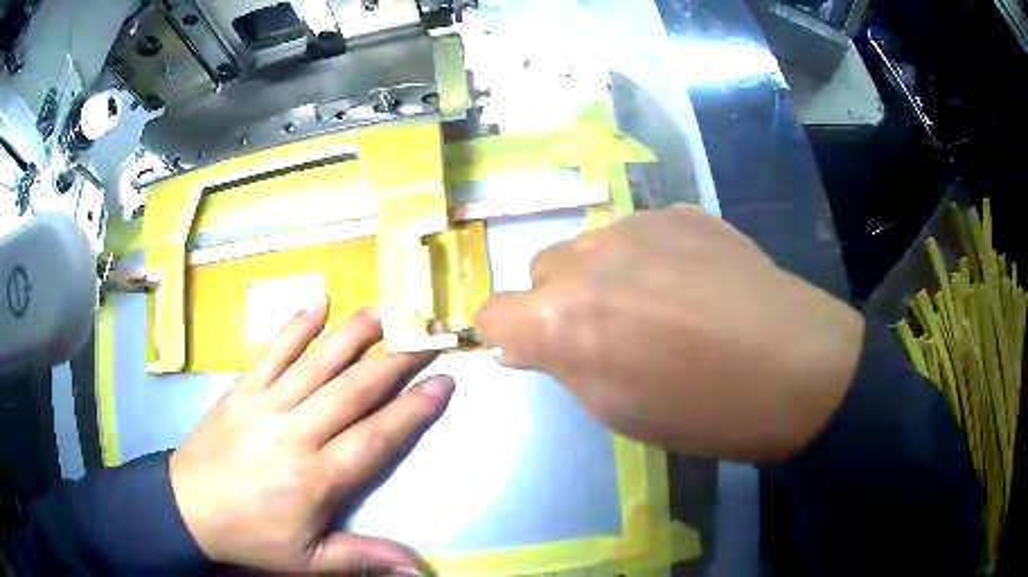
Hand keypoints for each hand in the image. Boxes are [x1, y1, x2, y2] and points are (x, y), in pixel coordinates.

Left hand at [169, 303, 452, 573]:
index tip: (443, 383)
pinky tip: (319, 302)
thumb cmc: (253, 536)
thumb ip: (364, 559)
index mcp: (315, 478)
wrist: (187, 506)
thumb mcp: (309, 561)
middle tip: (427, 337)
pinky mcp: (241, 388)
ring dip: (354, 334)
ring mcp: (265, 403)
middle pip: (352, 390)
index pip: (375, 437)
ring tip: (385, 310)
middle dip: (395, 362)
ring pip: (316, 362)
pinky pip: (273, 350)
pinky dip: (297, 325)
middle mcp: (294, 432)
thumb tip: (419, 569)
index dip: (413, 410)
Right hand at [475, 205, 864, 460]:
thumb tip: (529, 341)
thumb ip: (562, 364)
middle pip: (541, 269)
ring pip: (591, 245)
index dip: (508, 334)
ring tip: (659, 303)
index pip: (493, 313)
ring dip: (604, 273)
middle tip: (610, 331)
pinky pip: (641, 231)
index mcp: (559, 320)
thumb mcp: (614, 409)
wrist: (794, 368)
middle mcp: (585, 258)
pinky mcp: (680, 211)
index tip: (533, 349)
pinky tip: (694, 281)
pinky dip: (649, 255)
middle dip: (559, 300)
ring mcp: (636, 224)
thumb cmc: (699, 411)